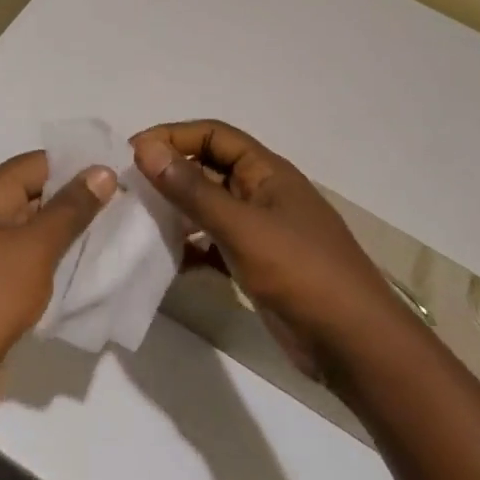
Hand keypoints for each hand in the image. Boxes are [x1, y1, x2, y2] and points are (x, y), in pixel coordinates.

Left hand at [0, 150, 116, 428]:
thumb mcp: (36, 247)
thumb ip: (71, 208)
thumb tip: (102, 170)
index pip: (37, 163)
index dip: (77, 166)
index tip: (118, 175)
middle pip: (33, 193)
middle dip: (75, 199)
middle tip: (124, 205)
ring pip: (30, 229)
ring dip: (65, 232)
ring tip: (112, 234)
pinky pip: (23, 258)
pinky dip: (49, 259)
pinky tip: (81, 268)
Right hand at [131, 120, 406, 377]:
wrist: (352, 344)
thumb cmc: (301, 273)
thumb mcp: (242, 227)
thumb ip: (193, 190)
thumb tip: (146, 148)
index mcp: (268, 172)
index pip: (214, 135)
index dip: (174, 136)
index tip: (132, 153)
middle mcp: (262, 194)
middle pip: (209, 169)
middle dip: (169, 173)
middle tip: (126, 188)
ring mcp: (260, 232)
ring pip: (208, 208)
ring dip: (175, 211)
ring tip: (136, 222)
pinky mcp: (255, 265)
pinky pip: (213, 245)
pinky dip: (189, 248)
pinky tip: (163, 261)